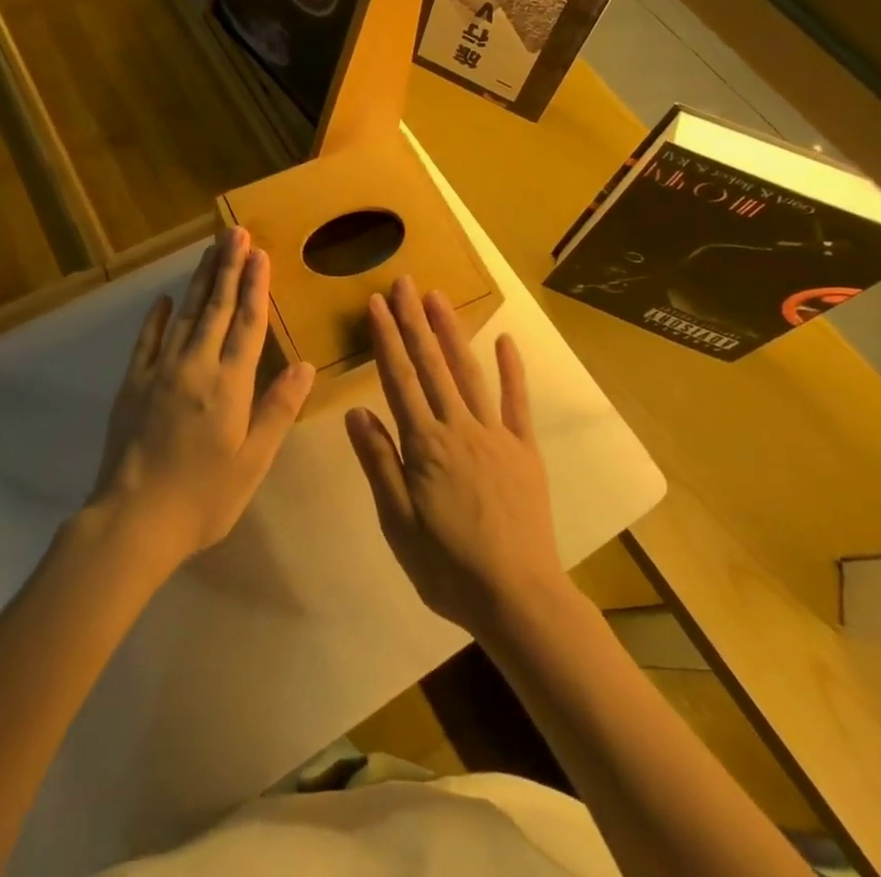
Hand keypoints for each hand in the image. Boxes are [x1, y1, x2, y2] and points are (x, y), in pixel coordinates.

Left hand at [87, 227, 315, 569]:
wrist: (133, 519)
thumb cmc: (203, 497)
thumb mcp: (252, 462)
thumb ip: (277, 410)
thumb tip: (305, 366)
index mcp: (229, 384)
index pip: (248, 324)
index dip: (256, 286)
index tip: (260, 253)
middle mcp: (196, 366)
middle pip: (217, 308)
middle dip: (229, 267)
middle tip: (235, 232)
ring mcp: (160, 371)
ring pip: (185, 314)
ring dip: (200, 281)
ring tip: (211, 251)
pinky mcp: (133, 383)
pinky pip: (147, 340)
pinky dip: (157, 317)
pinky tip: (165, 299)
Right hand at [346, 276, 568, 635]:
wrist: (518, 598)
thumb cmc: (448, 567)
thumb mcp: (398, 524)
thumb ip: (379, 463)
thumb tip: (355, 411)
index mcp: (425, 445)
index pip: (399, 379)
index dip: (386, 339)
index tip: (375, 304)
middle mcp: (459, 427)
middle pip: (432, 365)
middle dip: (414, 321)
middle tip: (404, 283)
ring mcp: (495, 434)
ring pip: (469, 372)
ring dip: (452, 332)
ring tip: (438, 298)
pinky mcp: (524, 449)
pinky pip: (517, 402)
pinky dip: (512, 369)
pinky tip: (505, 340)